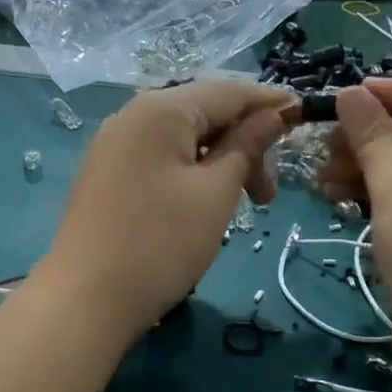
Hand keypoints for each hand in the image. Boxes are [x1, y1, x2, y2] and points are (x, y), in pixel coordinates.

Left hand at [41, 81, 292, 342]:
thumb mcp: (215, 193)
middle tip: (268, 196)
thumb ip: (247, 146)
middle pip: (205, 114)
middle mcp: (132, 116)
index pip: (229, 91)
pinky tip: (204, 204)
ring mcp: (114, 147)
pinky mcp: (106, 176)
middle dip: (245, 146)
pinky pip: (160, 160)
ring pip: (183, 140)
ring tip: (241, 206)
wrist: (86, 300)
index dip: (270, 104)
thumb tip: (273, 113)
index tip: (305, 121)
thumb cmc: (161, 243)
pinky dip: (192, 174)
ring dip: (221, 164)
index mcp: (161, 110)